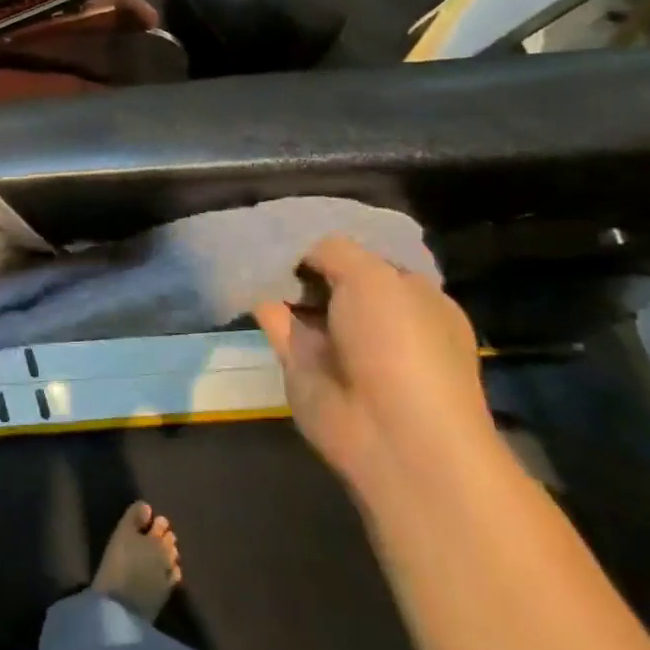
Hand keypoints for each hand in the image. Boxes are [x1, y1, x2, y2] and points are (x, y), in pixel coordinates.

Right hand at [254, 237, 496, 498]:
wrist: (391, 432)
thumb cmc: (401, 343)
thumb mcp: (374, 277)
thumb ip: (334, 251)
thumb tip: (304, 251)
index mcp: (413, 298)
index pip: (373, 258)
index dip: (341, 237)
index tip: (306, 217)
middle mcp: (377, 319)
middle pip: (333, 276)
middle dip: (304, 254)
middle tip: (267, 224)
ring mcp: (338, 343)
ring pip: (301, 298)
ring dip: (278, 275)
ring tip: (244, 240)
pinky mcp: (302, 363)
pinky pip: (275, 321)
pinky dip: (257, 299)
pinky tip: (236, 272)